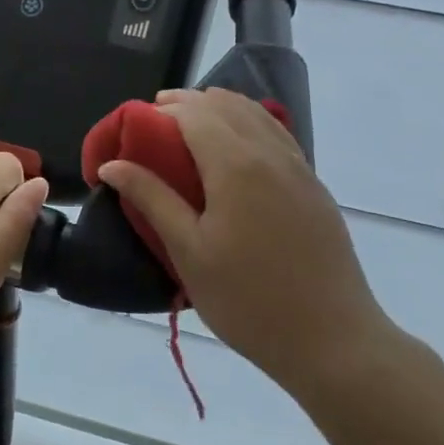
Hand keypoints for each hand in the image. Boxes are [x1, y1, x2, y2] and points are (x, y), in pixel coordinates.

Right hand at [97, 88, 401, 397]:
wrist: (332, 340)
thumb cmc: (247, 299)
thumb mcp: (188, 251)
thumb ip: (151, 199)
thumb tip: (111, 164)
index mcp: (235, 165)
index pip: (194, 113)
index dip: (162, 110)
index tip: (135, 126)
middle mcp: (270, 153)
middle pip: (225, 105)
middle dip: (187, 104)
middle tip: (155, 125)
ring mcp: (299, 168)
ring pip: (256, 114)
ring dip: (219, 110)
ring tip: (190, 128)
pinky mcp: (314, 187)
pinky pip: (277, 134)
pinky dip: (248, 124)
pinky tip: (236, 148)